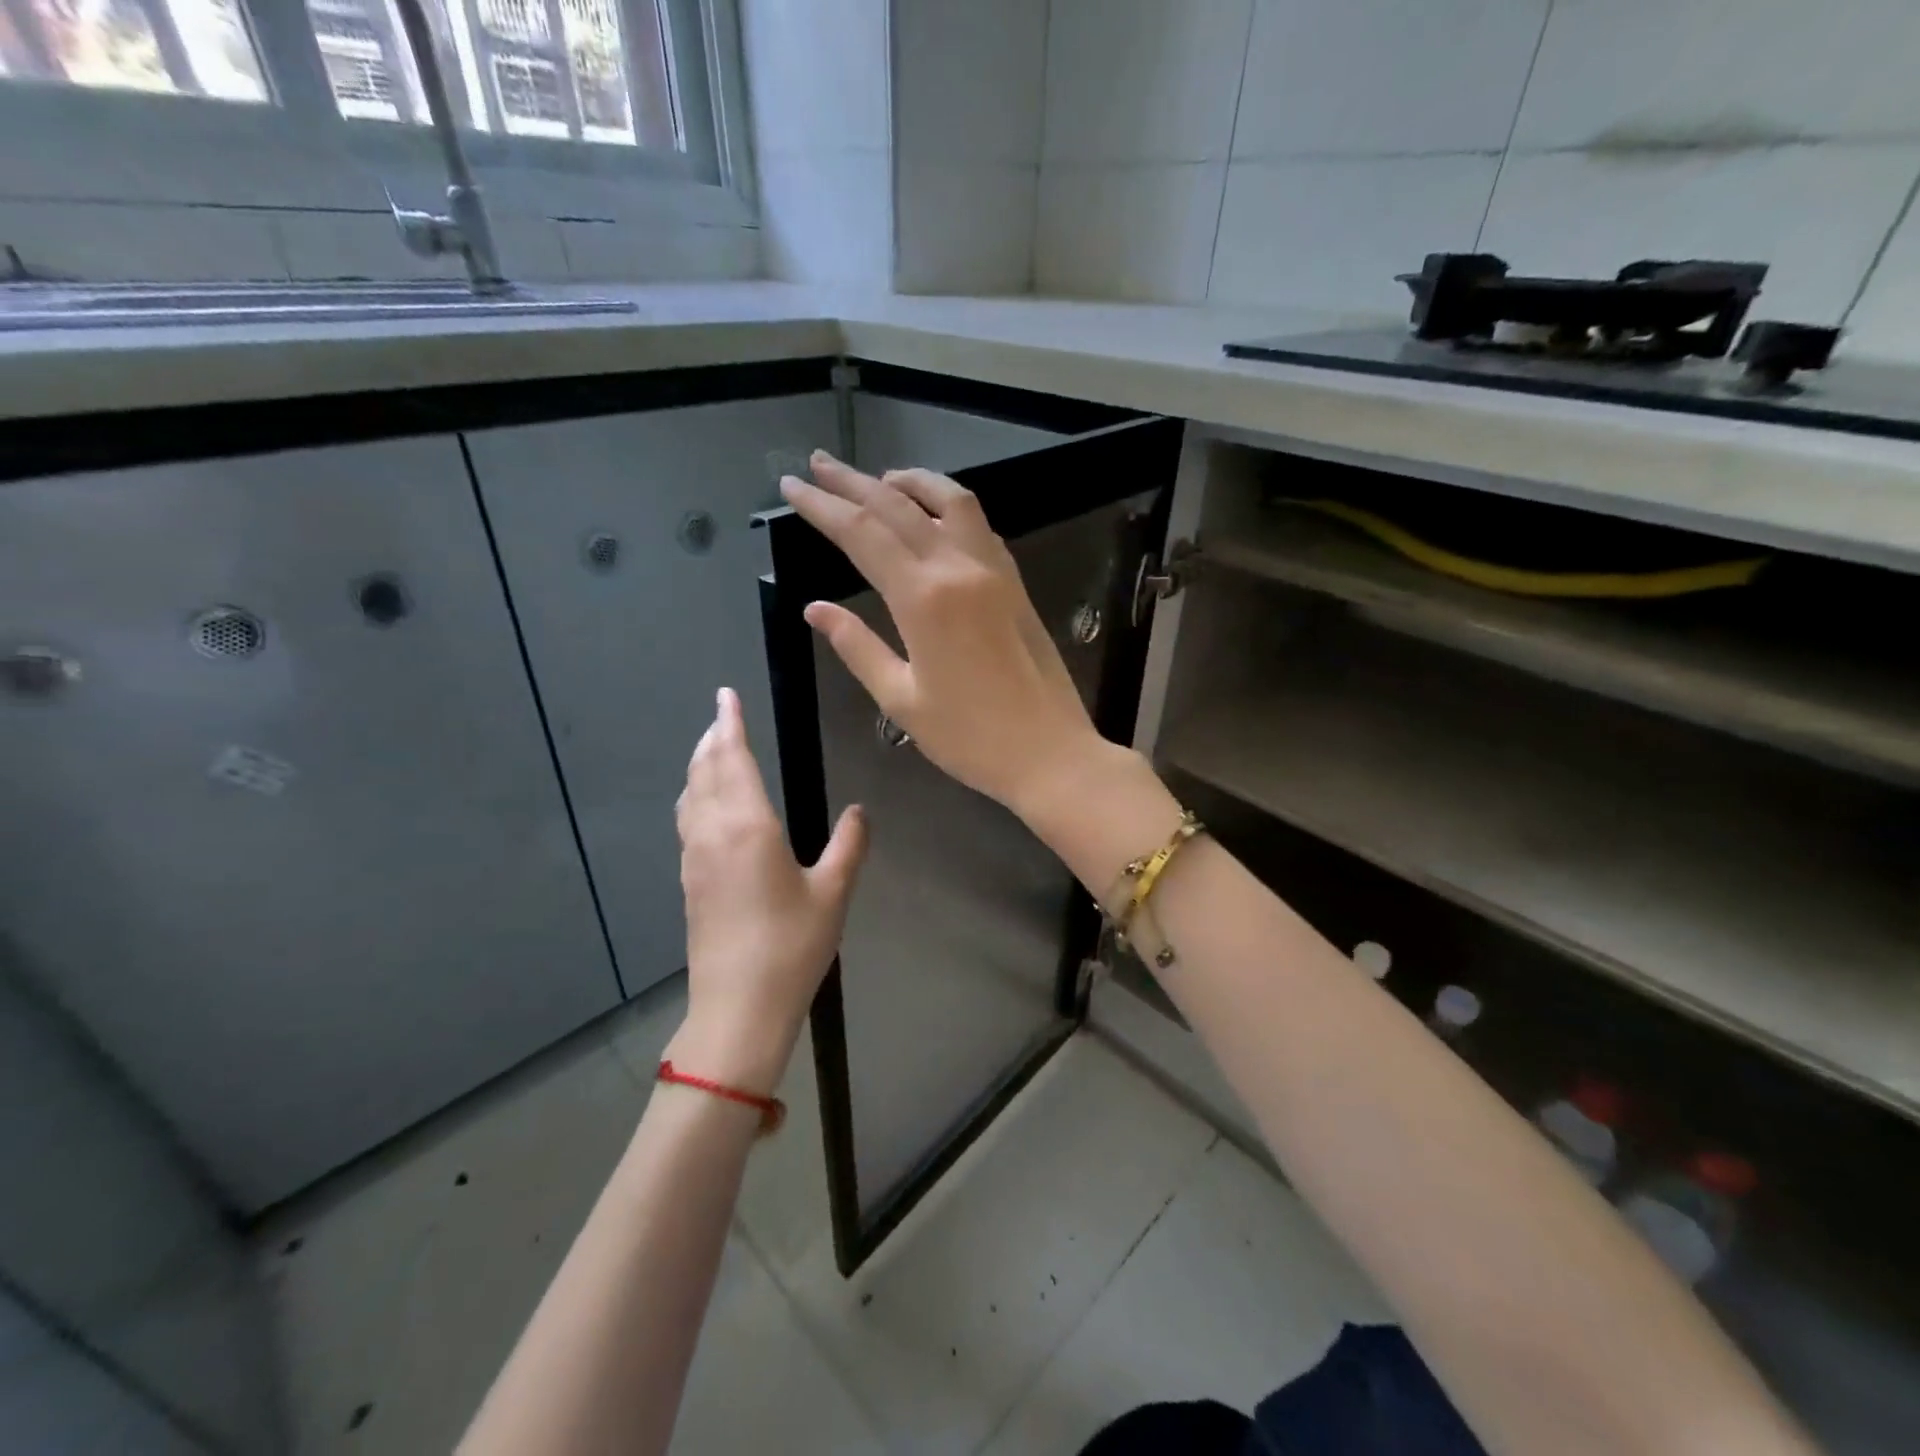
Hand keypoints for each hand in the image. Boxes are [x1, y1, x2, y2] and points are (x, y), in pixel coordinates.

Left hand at [667, 687, 866, 1092]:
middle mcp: (713, 833)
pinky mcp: (689, 881)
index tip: (726, 696)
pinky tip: (709, 806)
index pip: (733, 759)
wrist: (738, 1007)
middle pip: (704, 771)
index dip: (729, 724)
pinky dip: (696, 796)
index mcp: (748, 827)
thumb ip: (849, 845)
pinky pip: (688, 821)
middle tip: (723, 717)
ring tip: (714, 751)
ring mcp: (694, 858)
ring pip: (690, 796)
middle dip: (712, 739)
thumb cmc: (791, 946)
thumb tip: (859, 812)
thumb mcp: (833, 893)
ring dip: (700, 765)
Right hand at [780, 451, 1108, 819]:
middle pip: (897, 506)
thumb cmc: (970, 737)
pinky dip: (947, 505)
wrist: (1050, 753)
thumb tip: (815, 608)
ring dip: (908, 482)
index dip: (822, 506)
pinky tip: (932, 514)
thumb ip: (857, 647)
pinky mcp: (1014, 582)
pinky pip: (978, 525)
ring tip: (878, 478)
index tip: (791, 487)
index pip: (861, 533)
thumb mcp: (901, 699)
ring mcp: (993, 570)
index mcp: (923, 598)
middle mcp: (958, 568)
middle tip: (817, 465)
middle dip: (852, 482)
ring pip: (949, 500)